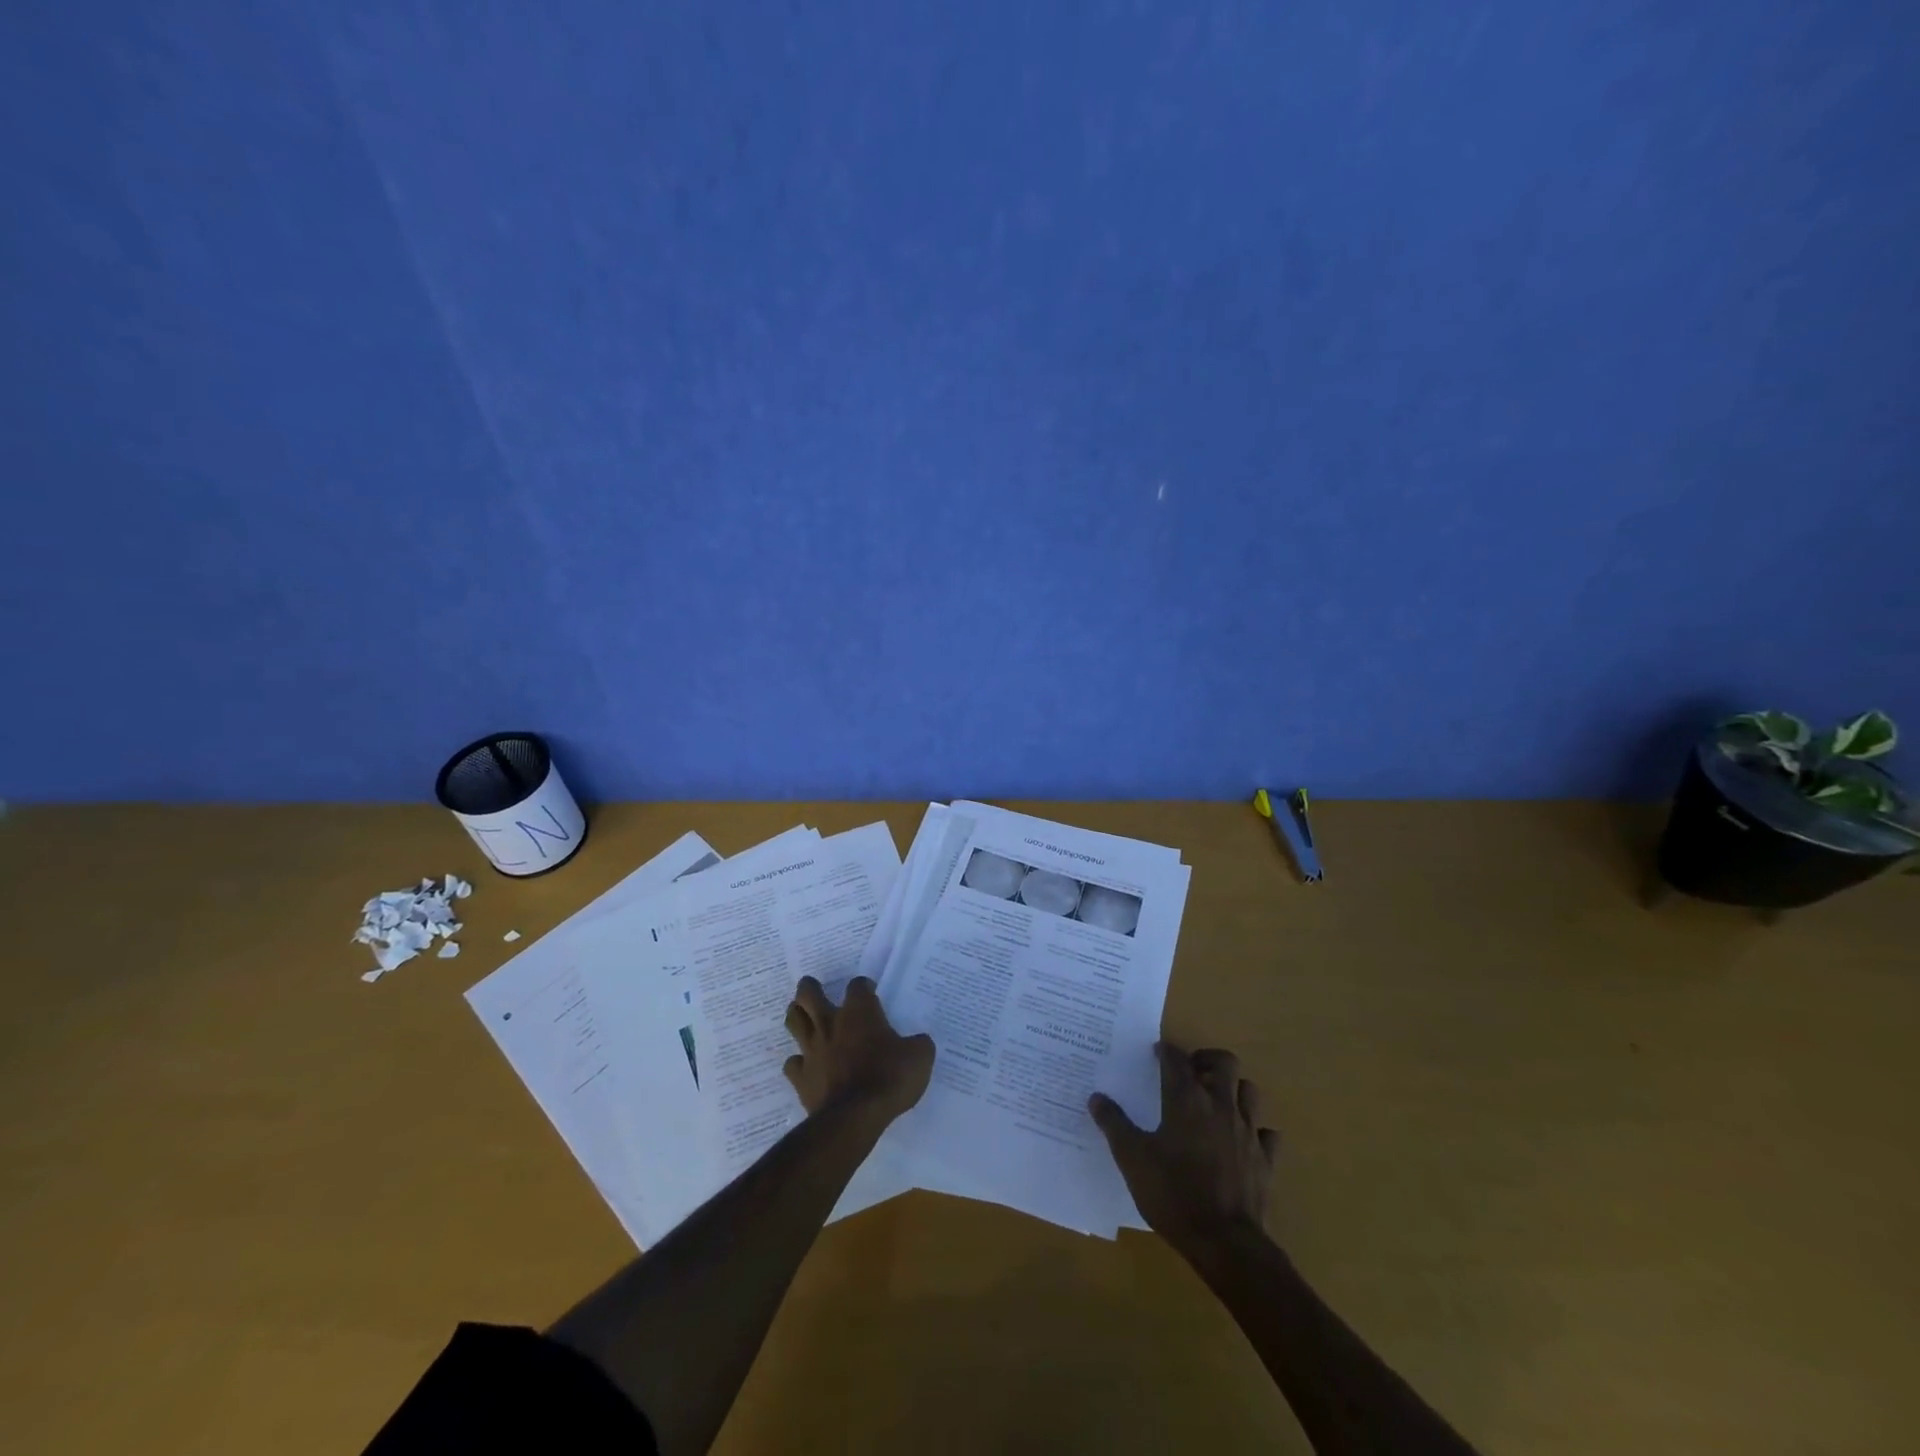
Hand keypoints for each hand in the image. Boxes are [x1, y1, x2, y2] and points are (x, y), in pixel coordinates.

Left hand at [783, 975, 934, 1123]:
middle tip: (813, 988)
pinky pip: (793, 1063)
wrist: (856, 1116)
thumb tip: (918, 1042)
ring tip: (801, 1015)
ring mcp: (812, 1049)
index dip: (864, 986)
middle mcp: (831, 1023)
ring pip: (794, 1021)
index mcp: (860, 1012)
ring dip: (796, 1015)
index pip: (858, 985)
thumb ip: (918, 1044)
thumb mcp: (920, 1057)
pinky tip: (805, 1065)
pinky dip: (798, 1062)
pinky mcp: (800, 1077)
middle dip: (809, 988)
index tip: (870, 993)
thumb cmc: (890, 1078)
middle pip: (808, 994)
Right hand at [1089, 1041, 1279, 1256]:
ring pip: (1249, 1091)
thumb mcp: (1132, 1159)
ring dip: (1234, 1088)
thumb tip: (1096, 1097)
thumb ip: (1114, 1124)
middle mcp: (1221, 1106)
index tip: (1157, 1052)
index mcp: (1187, 1100)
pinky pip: (1267, 1134)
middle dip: (1208, 1059)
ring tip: (1217, 1099)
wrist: (1225, 1242)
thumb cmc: (1173, 1194)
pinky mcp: (1265, 1159)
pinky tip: (1243, 1139)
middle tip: (1191, 1071)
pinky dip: (1256, 1130)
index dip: (1166, 1051)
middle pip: (1225, 1062)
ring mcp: (1248, 1132)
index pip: (1177, 1060)